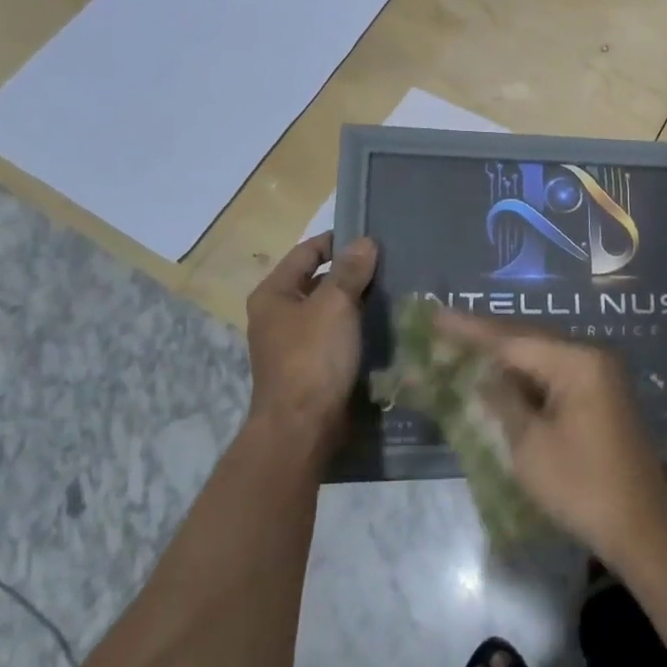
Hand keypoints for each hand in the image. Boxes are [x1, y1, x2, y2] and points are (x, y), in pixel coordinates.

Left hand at [245, 233, 377, 451]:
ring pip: (329, 308)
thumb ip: (350, 271)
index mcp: (274, 293)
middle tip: (390, 265)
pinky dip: (354, 326)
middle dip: (351, 272)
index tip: (374, 239)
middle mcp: (277, 314)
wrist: (302, 428)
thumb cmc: (313, 358)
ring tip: (392, 291)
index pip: (308, 251)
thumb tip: (365, 241)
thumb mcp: (335, 305)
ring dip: (355, 300)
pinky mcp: (309, 365)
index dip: (339, 241)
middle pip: (318, 279)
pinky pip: (334, 334)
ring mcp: (292, 342)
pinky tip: (381, 324)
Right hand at [434, 310, 666, 568]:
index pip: (513, 339)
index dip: (470, 330)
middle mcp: (591, 356)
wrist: (639, 526)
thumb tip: (480, 374)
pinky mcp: (598, 395)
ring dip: (503, 355)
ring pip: (540, 355)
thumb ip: (502, 401)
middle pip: (528, 339)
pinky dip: (523, 375)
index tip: (435, 316)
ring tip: (461, 346)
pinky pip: (553, 373)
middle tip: (441, 329)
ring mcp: (598, 374)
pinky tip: (496, 375)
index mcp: (577, 361)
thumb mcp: (530, 445)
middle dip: (485, 337)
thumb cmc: (581, 486)